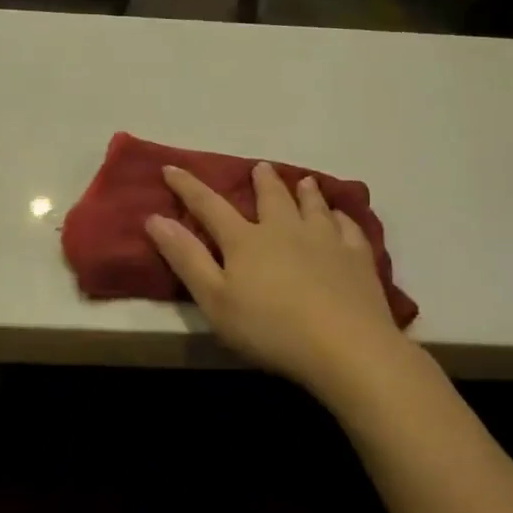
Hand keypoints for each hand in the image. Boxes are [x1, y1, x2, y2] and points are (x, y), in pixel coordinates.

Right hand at [145, 163, 403, 398]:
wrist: (345, 347)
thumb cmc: (270, 329)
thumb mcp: (215, 300)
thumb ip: (186, 258)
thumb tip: (155, 218)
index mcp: (244, 240)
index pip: (209, 205)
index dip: (187, 186)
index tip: (171, 167)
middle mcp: (284, 229)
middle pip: (271, 197)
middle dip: (262, 180)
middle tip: (260, 166)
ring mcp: (325, 240)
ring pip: (312, 206)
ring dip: (305, 192)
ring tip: (305, 182)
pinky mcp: (357, 258)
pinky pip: (348, 228)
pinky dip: (342, 218)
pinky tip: (341, 218)